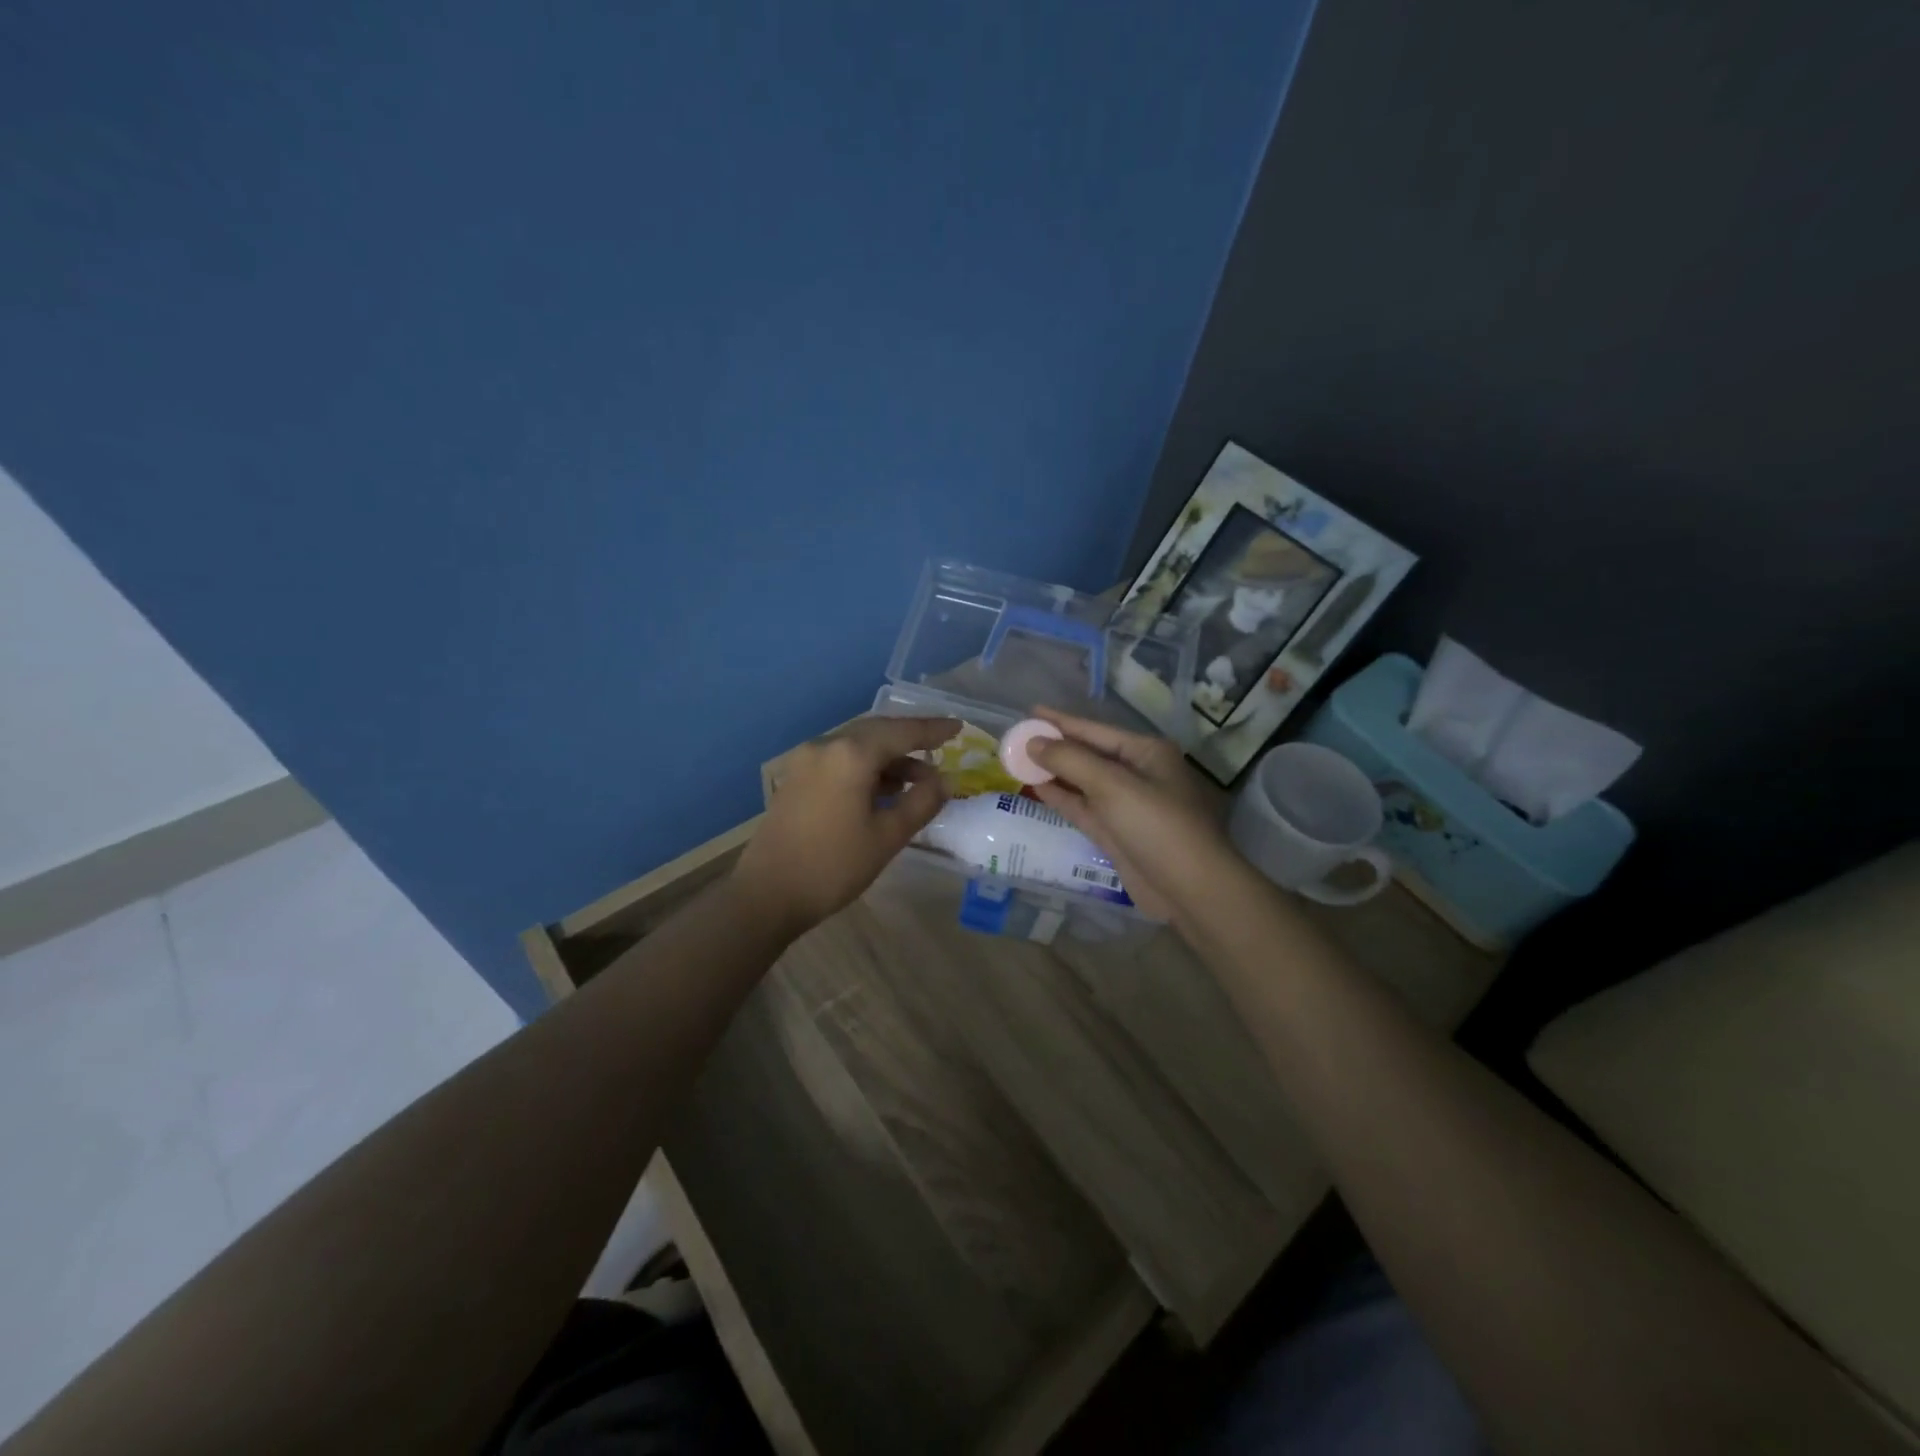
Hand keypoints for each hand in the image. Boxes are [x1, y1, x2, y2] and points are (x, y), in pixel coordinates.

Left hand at [734, 715, 958, 936]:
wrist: (767, 895)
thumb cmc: (833, 866)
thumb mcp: (887, 836)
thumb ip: (921, 802)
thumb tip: (945, 781)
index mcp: (851, 755)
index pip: (902, 732)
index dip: (933, 729)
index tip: (959, 727)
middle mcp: (826, 746)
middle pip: (877, 731)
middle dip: (911, 739)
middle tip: (942, 746)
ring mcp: (806, 761)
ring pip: (857, 745)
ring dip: (889, 756)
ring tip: (919, 778)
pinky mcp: (796, 778)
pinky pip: (840, 759)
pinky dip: (867, 767)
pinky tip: (885, 788)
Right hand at [1026, 708, 1235, 922]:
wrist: (1189, 888)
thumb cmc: (1157, 826)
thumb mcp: (1113, 786)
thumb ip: (1070, 760)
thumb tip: (1033, 742)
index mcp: (1146, 752)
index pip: (1095, 730)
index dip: (1061, 721)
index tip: (1030, 712)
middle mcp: (1138, 773)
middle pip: (1088, 754)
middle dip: (1055, 747)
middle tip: (1016, 738)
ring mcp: (1127, 805)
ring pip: (1083, 782)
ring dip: (1054, 772)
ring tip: (1018, 760)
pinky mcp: (1117, 832)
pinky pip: (1083, 807)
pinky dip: (1062, 797)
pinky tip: (1037, 788)